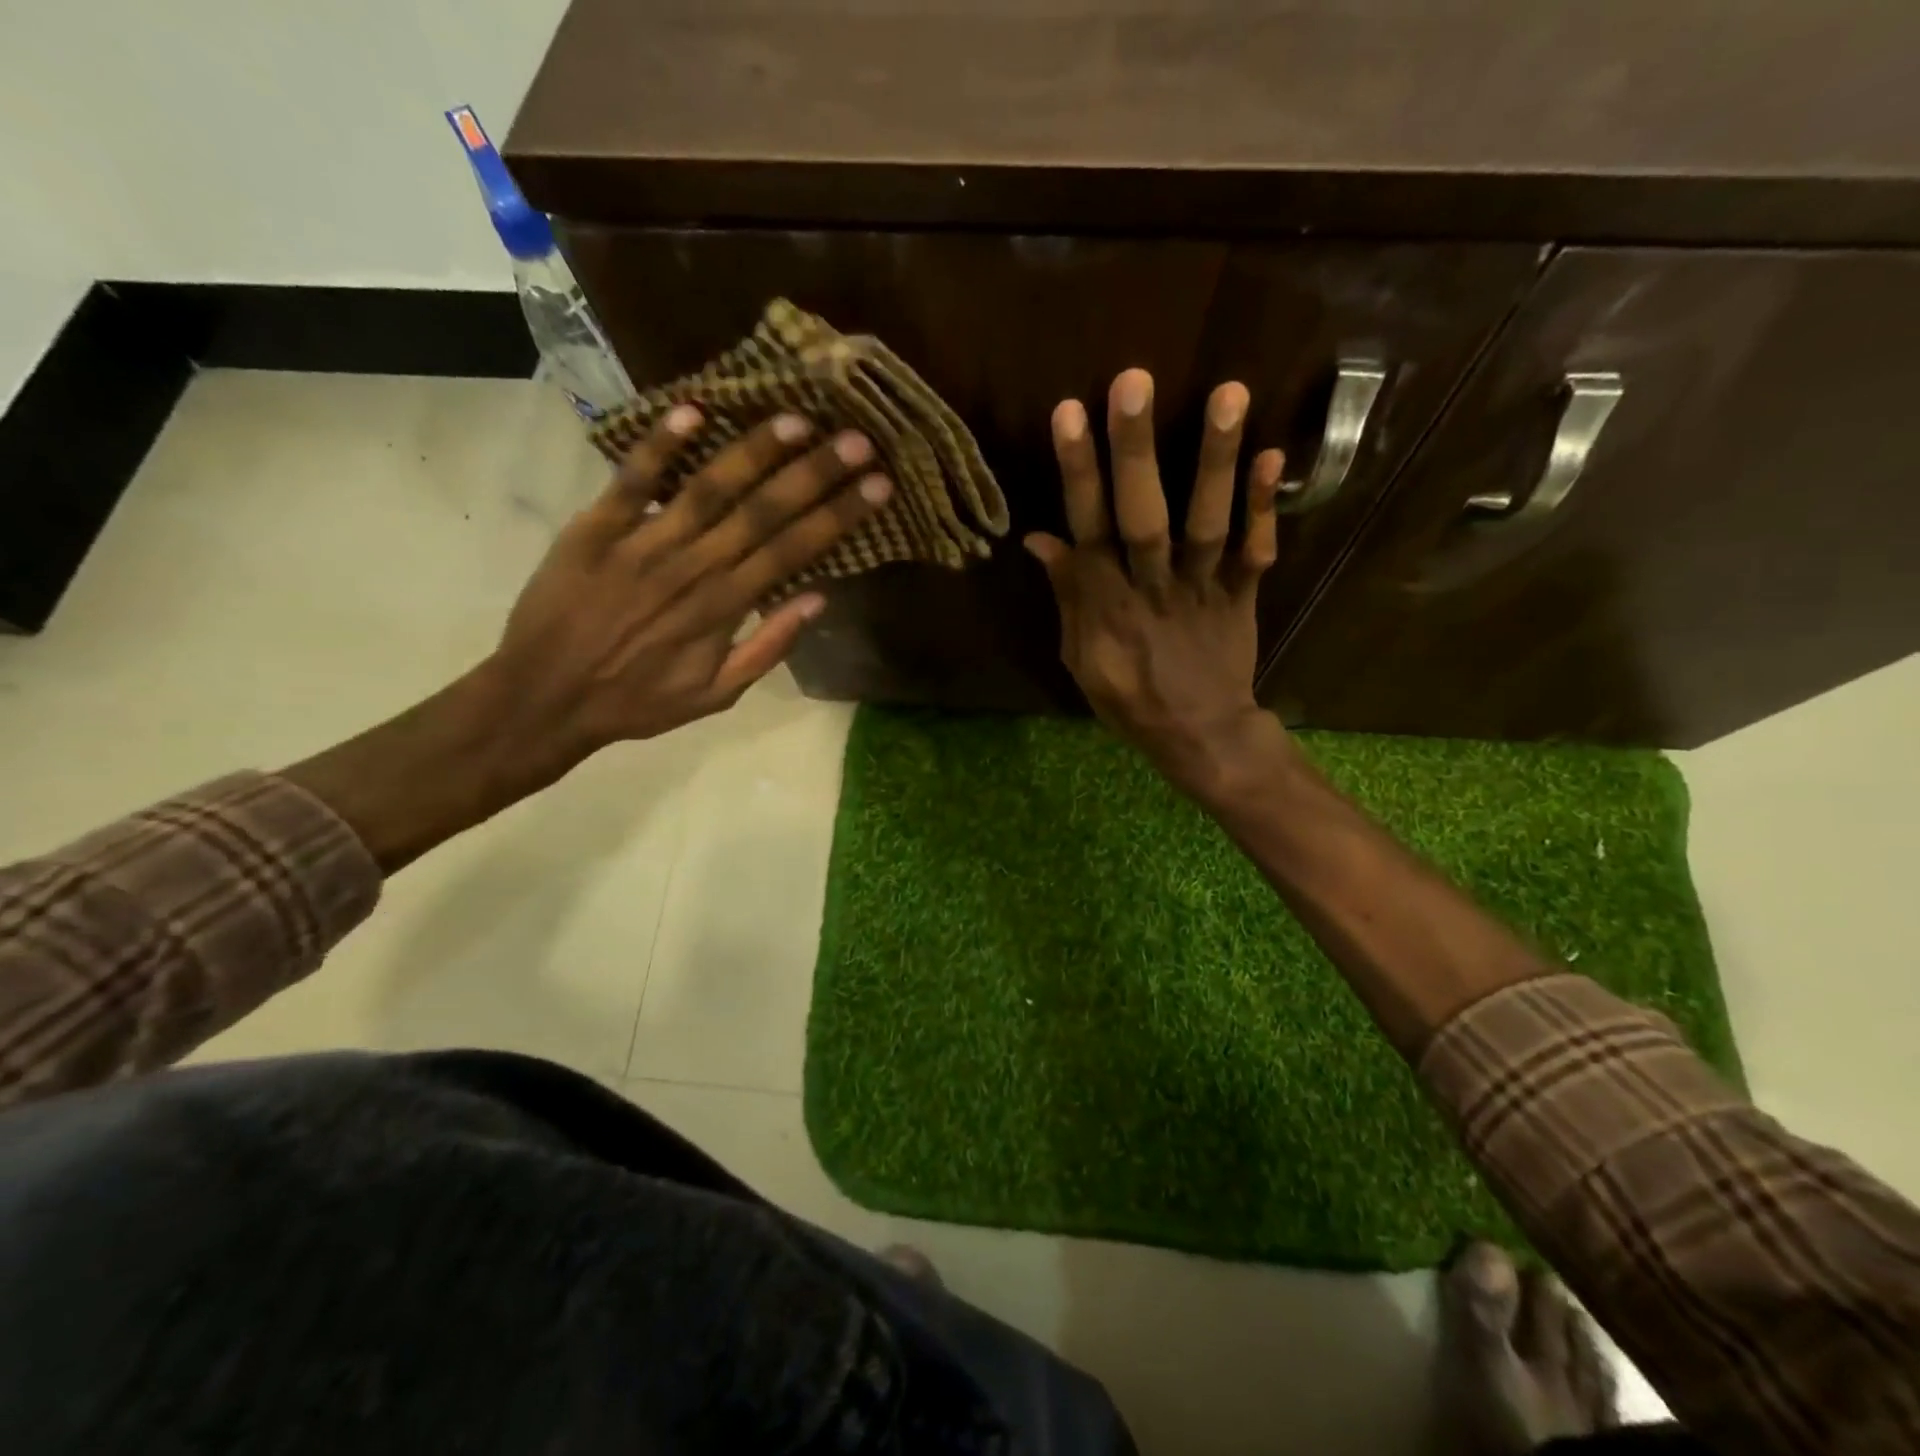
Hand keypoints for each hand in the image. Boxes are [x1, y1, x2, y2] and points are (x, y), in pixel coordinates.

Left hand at [285, 405, 887, 873]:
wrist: (545, 697)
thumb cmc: (638, 701)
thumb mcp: (715, 695)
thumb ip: (767, 648)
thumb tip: (818, 600)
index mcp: (724, 608)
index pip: (794, 551)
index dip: (839, 516)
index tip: (878, 485)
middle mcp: (692, 568)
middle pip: (763, 512)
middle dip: (816, 474)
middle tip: (858, 438)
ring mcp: (642, 544)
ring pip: (708, 488)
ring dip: (754, 451)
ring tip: (797, 419)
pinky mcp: (594, 528)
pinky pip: (631, 481)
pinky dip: (659, 445)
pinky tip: (693, 408)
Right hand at [1026, 369, 1289, 795]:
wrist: (1201, 735)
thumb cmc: (1130, 701)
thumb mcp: (1081, 660)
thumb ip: (1068, 598)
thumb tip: (1041, 539)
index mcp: (1107, 606)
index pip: (1086, 530)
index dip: (1078, 473)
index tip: (1070, 413)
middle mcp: (1153, 588)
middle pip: (1143, 516)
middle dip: (1136, 451)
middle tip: (1135, 382)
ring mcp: (1203, 590)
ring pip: (1206, 523)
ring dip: (1215, 461)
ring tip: (1227, 393)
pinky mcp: (1242, 596)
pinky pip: (1255, 551)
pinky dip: (1265, 507)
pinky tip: (1272, 456)